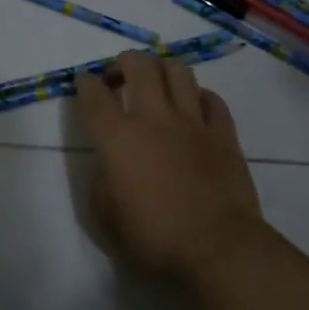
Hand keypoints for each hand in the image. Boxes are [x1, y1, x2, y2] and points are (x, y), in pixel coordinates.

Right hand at [74, 51, 267, 282]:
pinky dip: (197, 96)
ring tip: (156, 83)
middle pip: (139, 65)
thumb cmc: (152, 236)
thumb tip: (109, 162)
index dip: (85, 83)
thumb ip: (101, 179)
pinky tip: (192, 107)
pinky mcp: (224, 134)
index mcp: (117, 138)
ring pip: (178, 71)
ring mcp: (193, 122)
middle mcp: (153, 118)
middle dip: (124, 62)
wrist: (216, 247)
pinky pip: (211, 99)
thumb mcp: (104, 215)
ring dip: (161, 70)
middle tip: (119, 77)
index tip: (84, 83)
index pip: (94, 94)